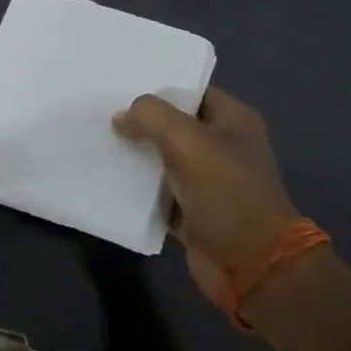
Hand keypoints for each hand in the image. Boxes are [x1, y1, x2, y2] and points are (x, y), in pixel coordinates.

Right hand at [113, 87, 300, 302]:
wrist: (249, 262)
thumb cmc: (224, 190)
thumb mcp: (185, 139)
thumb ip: (150, 116)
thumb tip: (122, 118)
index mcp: (234, 121)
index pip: (192, 92)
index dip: (160, 89)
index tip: (123, 88)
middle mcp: (224, 147)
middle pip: (175, 125)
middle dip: (142, 122)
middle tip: (104, 114)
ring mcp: (209, 181)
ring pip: (164, 158)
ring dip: (137, 155)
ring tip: (100, 141)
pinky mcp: (194, 211)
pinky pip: (159, 192)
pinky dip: (139, 188)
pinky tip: (110, 177)